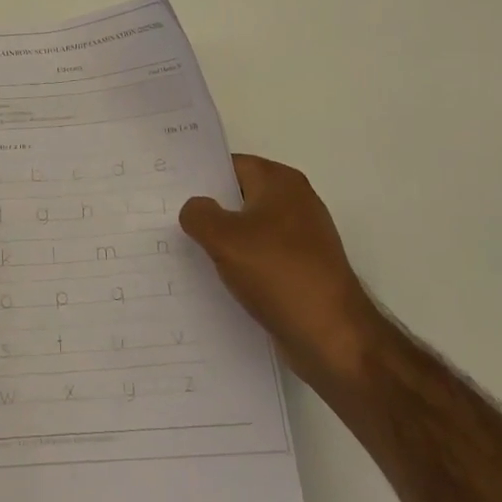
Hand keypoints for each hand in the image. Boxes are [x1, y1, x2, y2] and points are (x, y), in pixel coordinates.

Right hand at [179, 155, 383, 382]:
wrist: (333, 336)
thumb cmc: (278, 273)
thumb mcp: (224, 238)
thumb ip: (199, 214)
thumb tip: (195, 208)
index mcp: (281, 182)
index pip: (231, 165)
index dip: (200, 175)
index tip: (168, 189)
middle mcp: (295, 203)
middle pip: (240, 196)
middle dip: (208, 209)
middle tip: (168, 220)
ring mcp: (301, 239)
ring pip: (249, 230)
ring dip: (222, 241)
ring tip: (183, 251)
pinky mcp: (302, 270)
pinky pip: (261, 258)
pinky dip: (240, 265)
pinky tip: (214, 280)